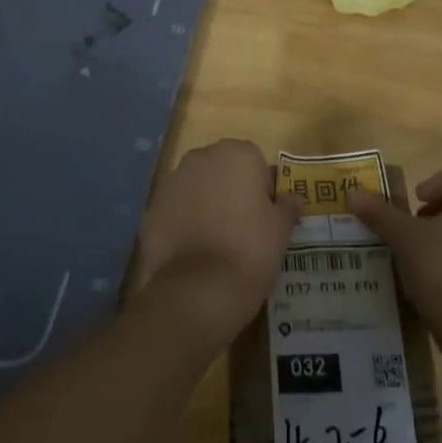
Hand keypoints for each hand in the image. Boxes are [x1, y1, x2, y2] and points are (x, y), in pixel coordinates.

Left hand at [133, 140, 299, 346]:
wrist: (201, 289)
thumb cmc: (251, 250)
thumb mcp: (282, 229)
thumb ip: (287, 205)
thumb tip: (290, 198)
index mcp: (236, 154)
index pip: (253, 161)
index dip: (260, 188)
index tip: (263, 216)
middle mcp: (200, 157)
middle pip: (220, 169)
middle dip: (228, 189)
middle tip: (240, 227)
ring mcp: (171, 181)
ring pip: (194, 187)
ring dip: (202, 203)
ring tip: (213, 241)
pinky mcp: (150, 209)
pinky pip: (173, 210)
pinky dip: (180, 223)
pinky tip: (190, 251)